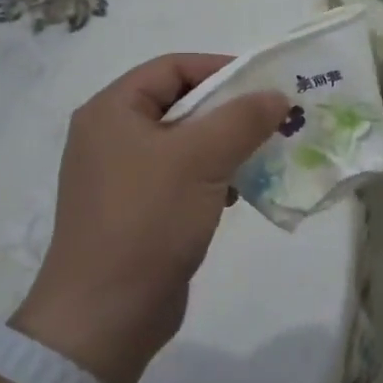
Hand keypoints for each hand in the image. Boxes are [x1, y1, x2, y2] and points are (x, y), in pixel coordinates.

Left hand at [16, 54, 286, 382]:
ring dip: (226, 146)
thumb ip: (242, 119)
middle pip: (180, 105)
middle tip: (274, 120)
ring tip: (264, 156)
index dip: (221, 70)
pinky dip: (213, 177)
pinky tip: (239, 194)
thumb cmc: (148, 220)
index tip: (265, 85)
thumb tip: (277, 96)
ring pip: (185, 144)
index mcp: (112, 111)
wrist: (106, 314)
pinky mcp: (137, 211)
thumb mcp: (201, 159)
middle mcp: (111, 136)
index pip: (172, 68)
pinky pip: (181, 178)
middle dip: (230, 112)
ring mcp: (121, 177)